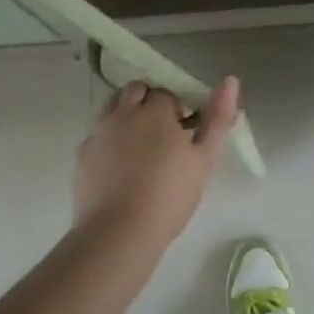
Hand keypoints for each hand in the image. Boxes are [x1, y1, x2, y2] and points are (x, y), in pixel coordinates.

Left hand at [73, 77, 240, 245]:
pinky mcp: (82, 154)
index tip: (184, 130)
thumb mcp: (204, 159)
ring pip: (113, 107)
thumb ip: (218, 118)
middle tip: (162, 134)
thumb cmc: (170, 195)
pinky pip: (98, 135)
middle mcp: (124, 113)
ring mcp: (99, 132)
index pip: (167, 93)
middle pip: (136, 91)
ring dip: (126, 114)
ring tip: (139, 147)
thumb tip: (231, 81)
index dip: (177, 108)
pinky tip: (118, 167)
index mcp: (155, 111)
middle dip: (149, 102)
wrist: (120, 232)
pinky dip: (109, 141)